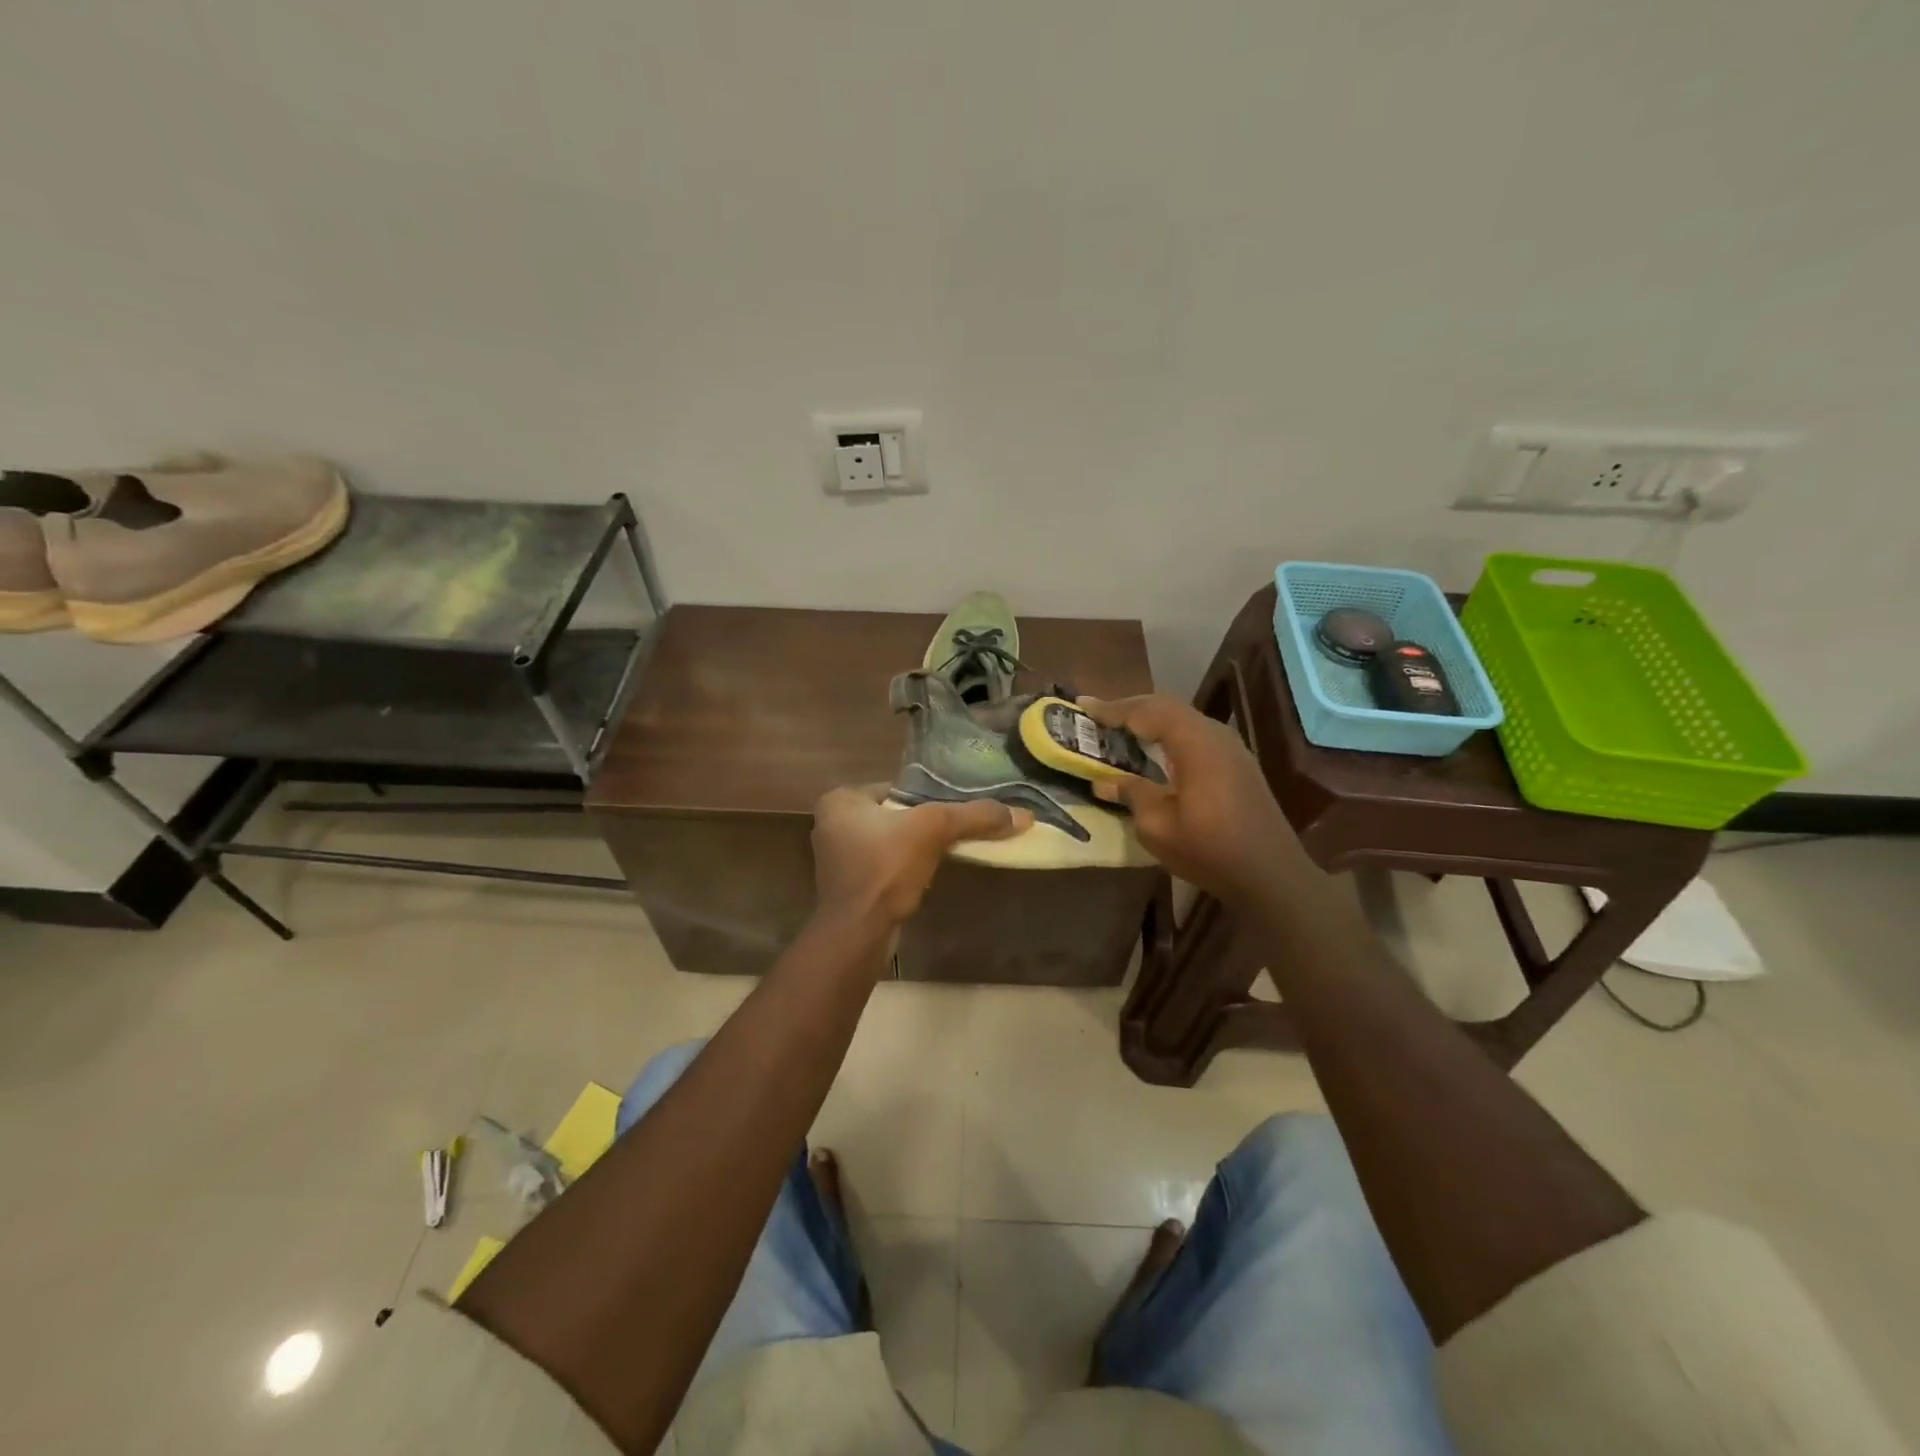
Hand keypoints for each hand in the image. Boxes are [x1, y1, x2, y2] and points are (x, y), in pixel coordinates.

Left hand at [812, 785, 1030, 925]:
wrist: (858, 932)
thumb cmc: (885, 868)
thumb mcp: (935, 829)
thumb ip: (975, 816)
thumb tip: (1024, 815)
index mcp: (840, 801)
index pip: (894, 788)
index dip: (926, 796)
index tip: (953, 807)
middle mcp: (831, 826)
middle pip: (894, 815)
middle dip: (922, 823)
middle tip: (954, 829)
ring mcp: (837, 860)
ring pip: (889, 842)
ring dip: (915, 848)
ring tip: (946, 851)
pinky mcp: (849, 889)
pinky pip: (885, 867)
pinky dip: (905, 869)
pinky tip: (926, 875)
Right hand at [1079, 694, 1307, 906]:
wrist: (1272, 875)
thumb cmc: (1210, 851)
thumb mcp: (1158, 827)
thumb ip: (1131, 795)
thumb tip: (1103, 782)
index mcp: (1195, 744)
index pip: (1146, 712)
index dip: (1113, 709)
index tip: (1084, 705)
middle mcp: (1215, 735)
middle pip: (1166, 707)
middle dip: (1130, 708)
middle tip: (1099, 715)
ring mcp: (1231, 747)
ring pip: (1183, 718)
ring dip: (1151, 719)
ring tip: (1121, 728)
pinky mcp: (1237, 762)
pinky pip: (1195, 733)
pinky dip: (1169, 733)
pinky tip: (1155, 748)